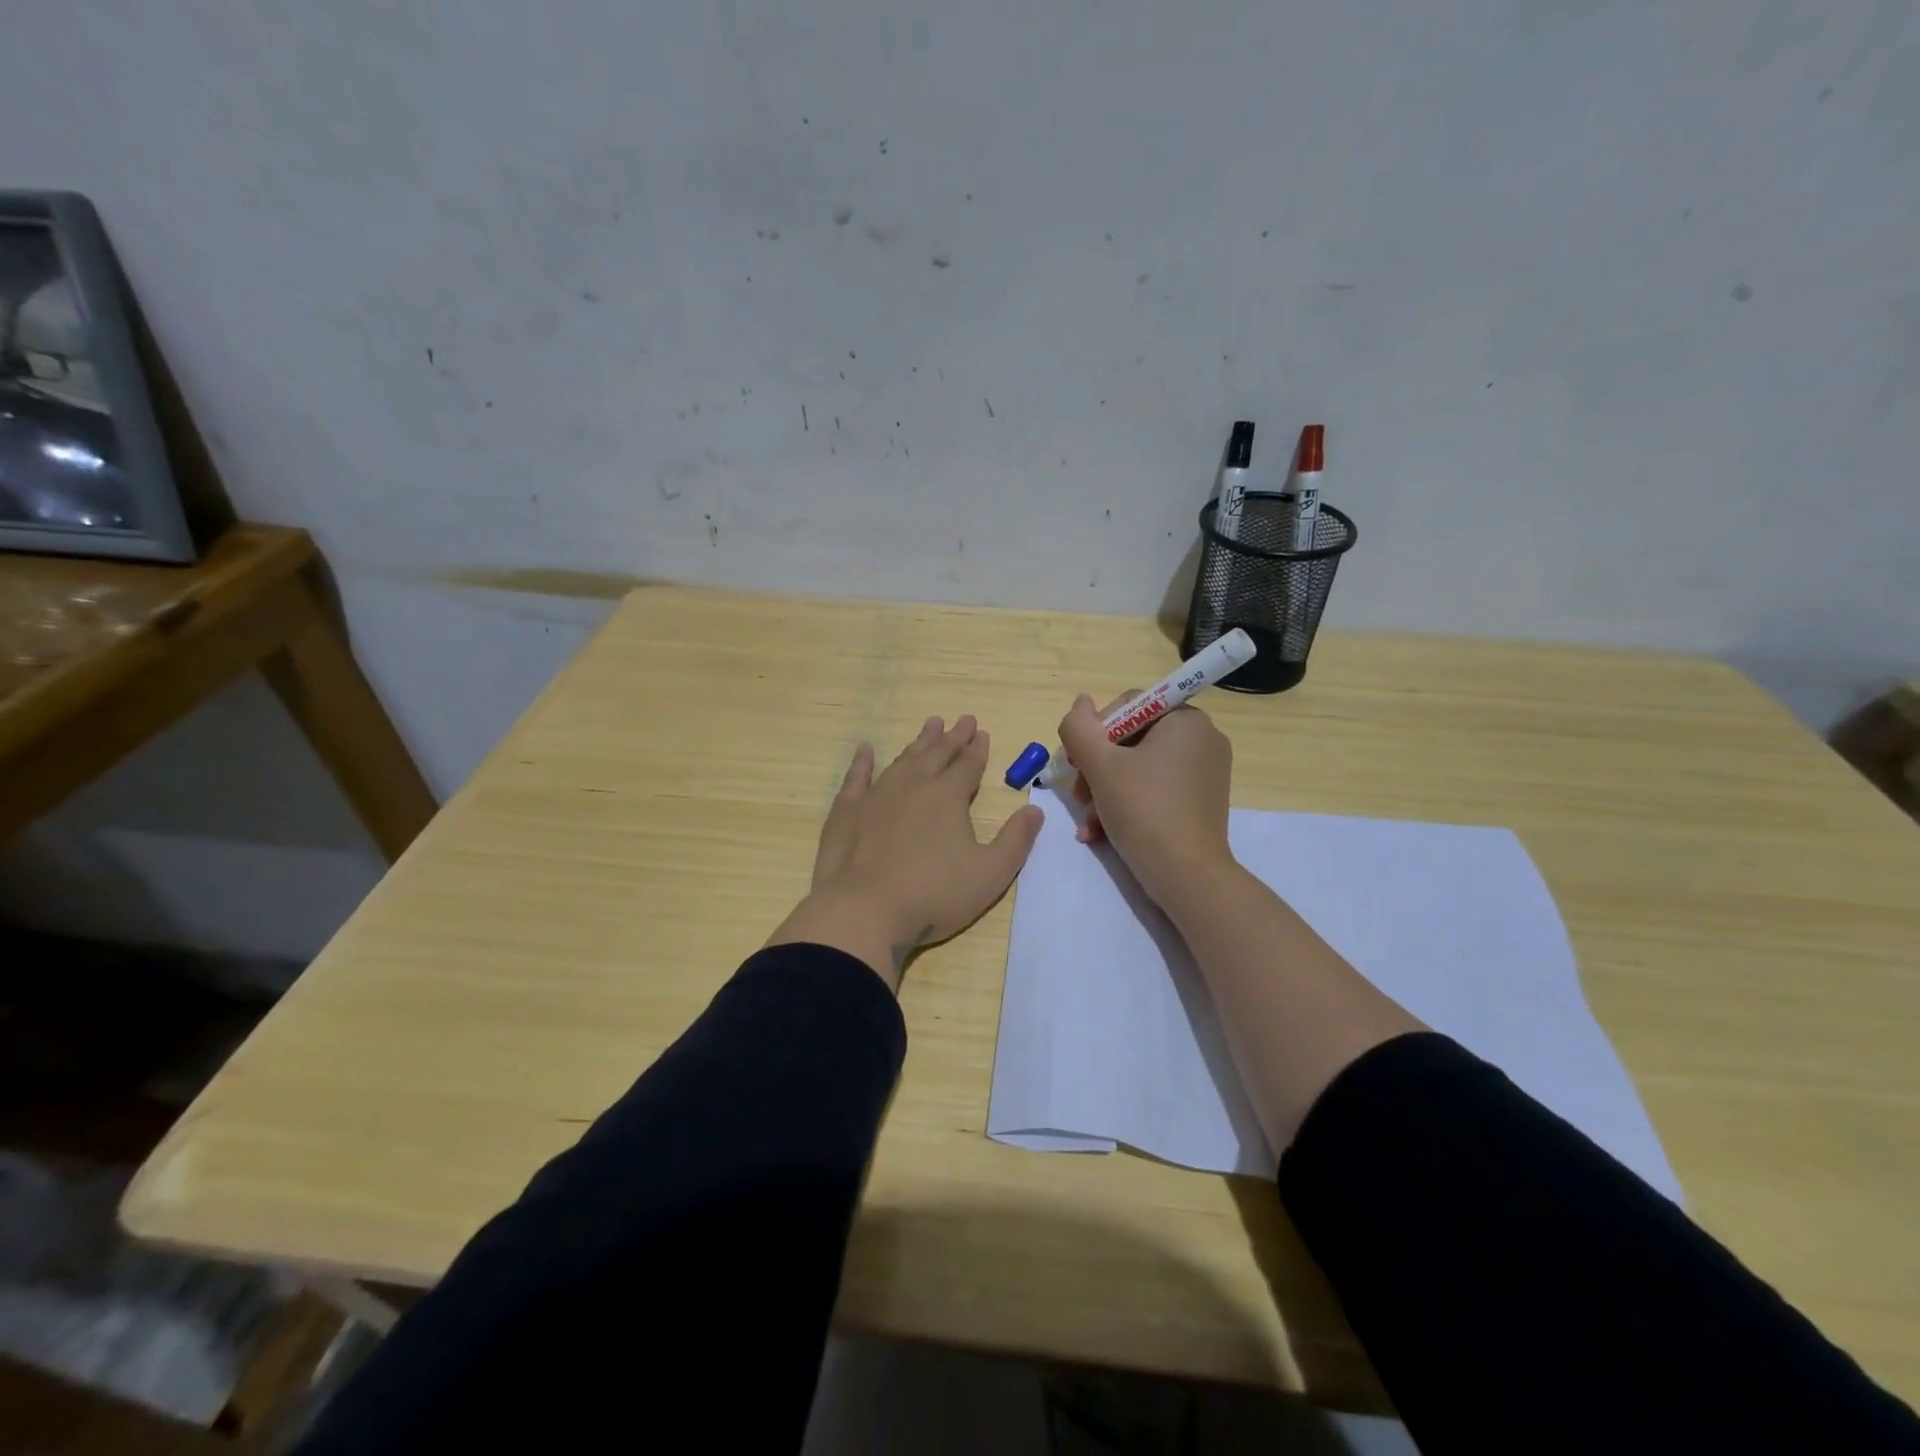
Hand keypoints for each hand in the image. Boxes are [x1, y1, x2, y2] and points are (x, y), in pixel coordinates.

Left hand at [768, 715, 1044, 989]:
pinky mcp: (847, 811)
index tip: (982, 732)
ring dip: (918, 743)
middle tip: (962, 720)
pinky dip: (862, 761)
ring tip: (930, 726)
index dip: (977, 749)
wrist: (864, 911)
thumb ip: (1016, 840)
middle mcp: (913, 785)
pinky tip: (865, 749)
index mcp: (948, 797)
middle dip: (952, 738)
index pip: (968, 765)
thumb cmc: (934, 895)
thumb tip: (1035, 809)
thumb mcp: (990, 874)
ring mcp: (876, 795)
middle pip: (937, 754)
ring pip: (903, 760)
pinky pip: (857, 777)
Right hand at [1058, 692, 1234, 907]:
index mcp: (1186, 720)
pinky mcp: (1201, 801)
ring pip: (1138, 769)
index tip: (1077, 763)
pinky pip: (1155, 790)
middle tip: (1080, 797)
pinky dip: (1127, 805)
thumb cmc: (1144, 811)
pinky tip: (1102, 832)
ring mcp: (1205, 772)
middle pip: (1131, 740)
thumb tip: (1080, 702)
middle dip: (1097, 770)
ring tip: (1089, 823)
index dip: (1095, 732)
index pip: (1128, 707)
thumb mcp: (1100, 765)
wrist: (1187, 876)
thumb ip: (1080, 728)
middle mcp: (1202, 739)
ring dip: (1105, 792)